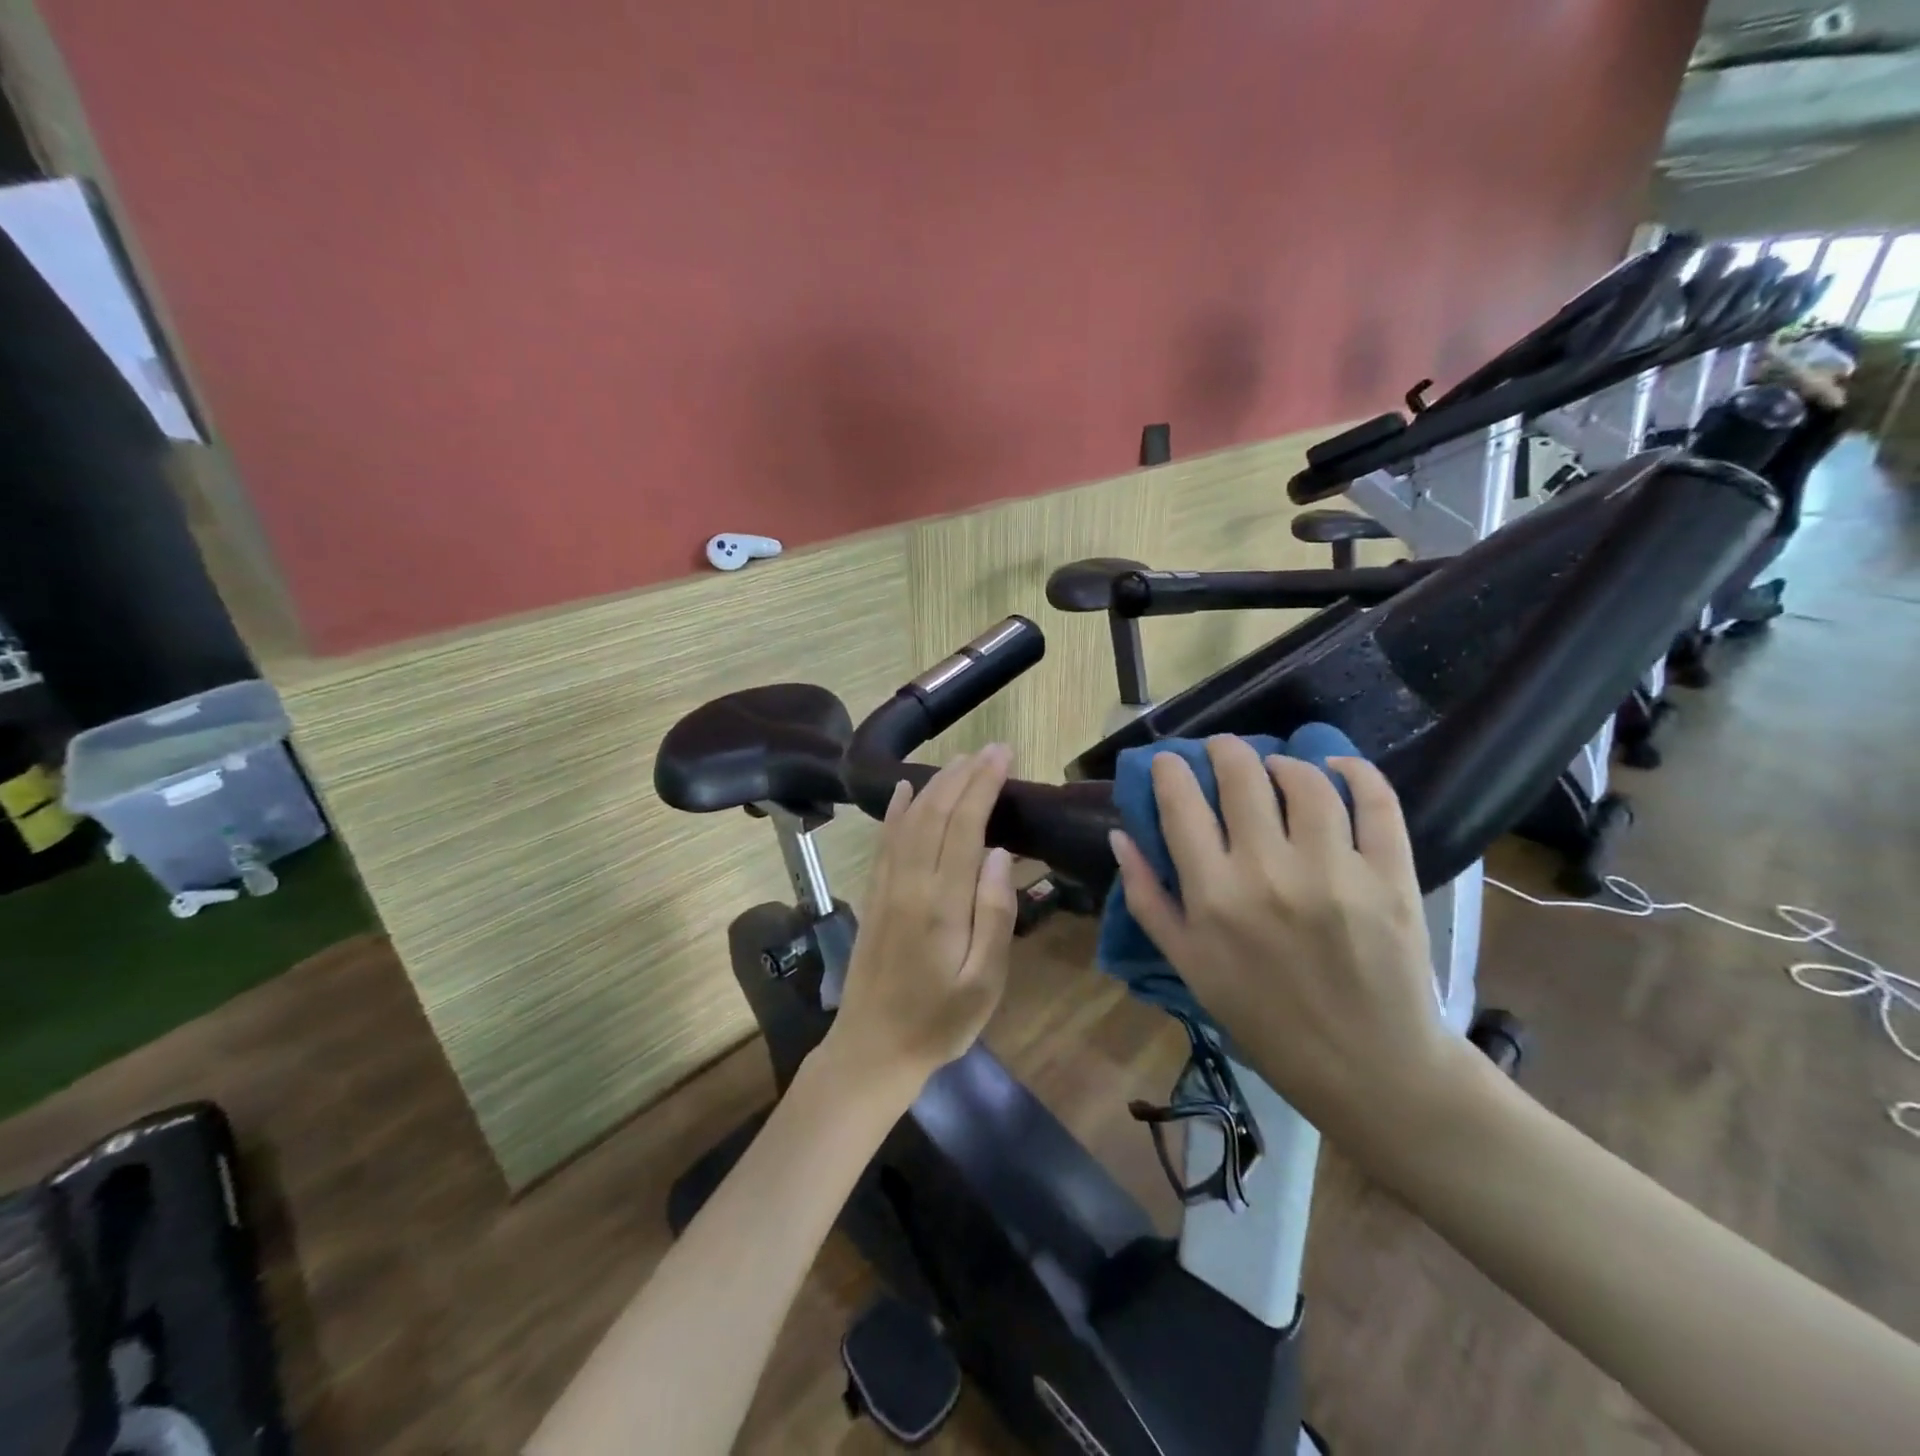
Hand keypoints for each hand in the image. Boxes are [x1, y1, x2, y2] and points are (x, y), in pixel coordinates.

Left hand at [820, 746, 1018, 1100]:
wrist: (872, 1049)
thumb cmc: (939, 1022)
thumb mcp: (984, 983)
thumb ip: (994, 915)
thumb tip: (1001, 854)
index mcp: (940, 903)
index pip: (964, 827)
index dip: (983, 786)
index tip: (1003, 756)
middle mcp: (909, 883)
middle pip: (935, 814)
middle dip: (964, 776)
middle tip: (991, 749)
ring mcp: (885, 887)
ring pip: (909, 820)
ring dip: (934, 785)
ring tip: (960, 760)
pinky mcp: (873, 896)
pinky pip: (884, 841)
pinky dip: (895, 810)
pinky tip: (903, 790)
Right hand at [1109, 737, 1463, 1139]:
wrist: (1365, 1065)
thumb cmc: (1261, 1016)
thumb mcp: (1187, 964)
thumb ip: (1147, 898)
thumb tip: (1120, 836)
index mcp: (1213, 895)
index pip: (1181, 804)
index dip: (1170, 770)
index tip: (1169, 763)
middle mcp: (1269, 871)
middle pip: (1241, 776)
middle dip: (1223, 750)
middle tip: (1221, 750)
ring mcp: (1335, 871)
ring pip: (1305, 780)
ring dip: (1283, 762)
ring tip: (1276, 767)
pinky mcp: (1390, 877)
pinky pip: (1376, 803)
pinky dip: (1356, 772)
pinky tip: (1337, 767)